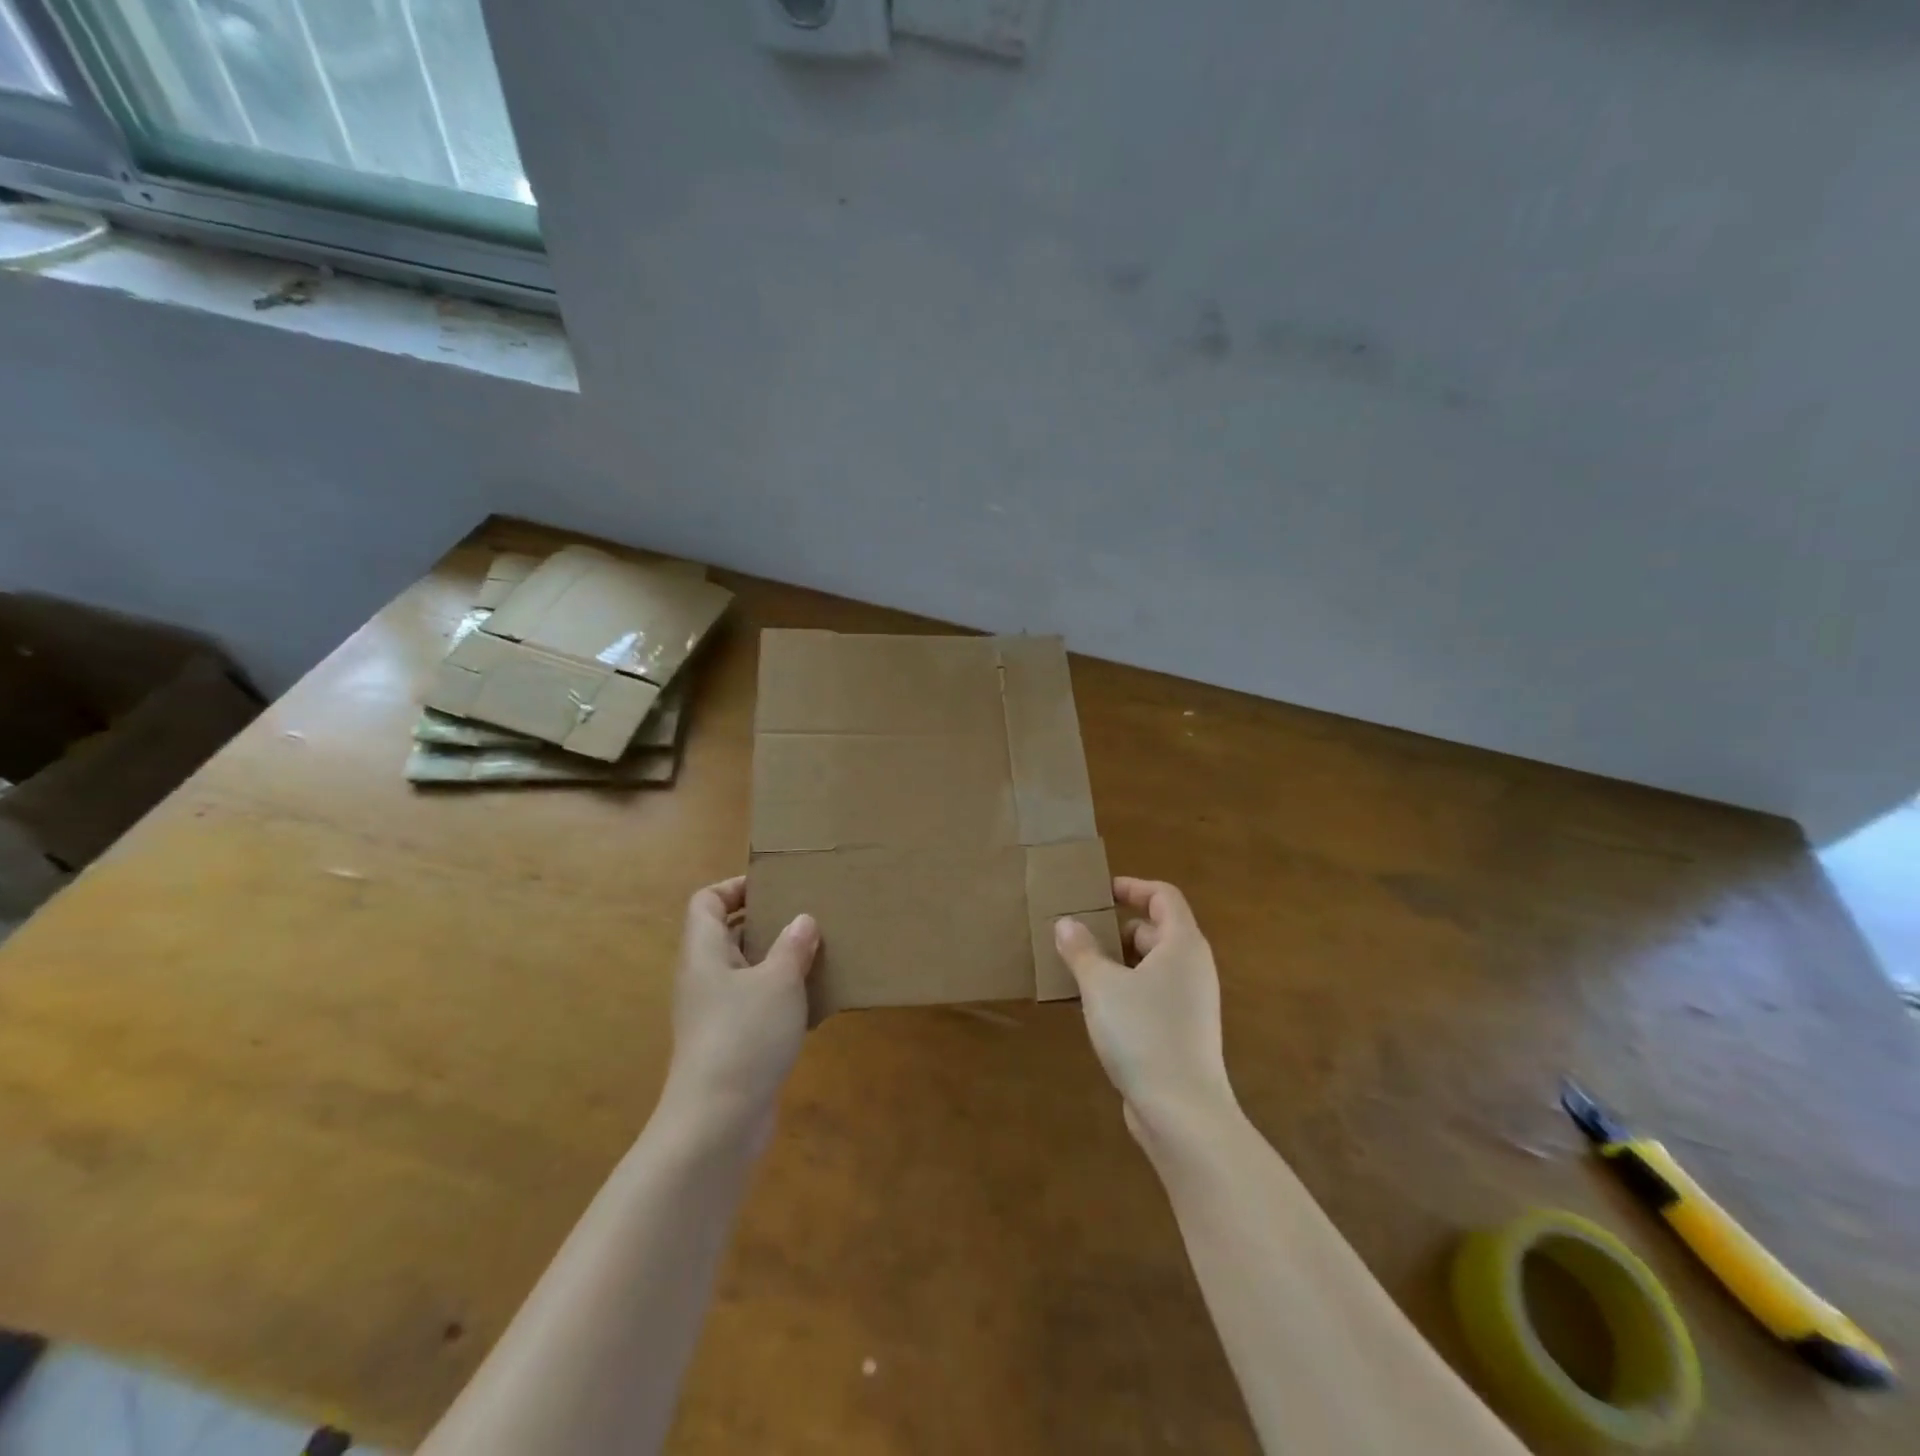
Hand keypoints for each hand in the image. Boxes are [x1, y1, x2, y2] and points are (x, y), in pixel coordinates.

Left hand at [662, 876, 818, 1133]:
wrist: (717, 1122)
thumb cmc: (744, 1036)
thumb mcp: (779, 982)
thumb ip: (793, 946)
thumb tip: (803, 920)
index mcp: (704, 953)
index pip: (706, 902)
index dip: (734, 887)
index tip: (774, 888)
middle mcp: (703, 978)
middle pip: (726, 935)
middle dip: (766, 923)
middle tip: (806, 916)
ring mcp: (714, 1014)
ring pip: (745, 972)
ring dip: (777, 962)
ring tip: (817, 953)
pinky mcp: (730, 1043)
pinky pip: (755, 1005)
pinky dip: (781, 997)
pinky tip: (814, 1002)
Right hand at [1055, 878, 1237, 1148]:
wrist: (1182, 1112)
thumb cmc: (1143, 1033)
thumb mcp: (1101, 986)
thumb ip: (1081, 950)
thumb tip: (1066, 923)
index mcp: (1182, 944)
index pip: (1164, 896)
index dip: (1132, 887)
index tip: (1100, 892)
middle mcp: (1193, 967)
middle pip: (1157, 930)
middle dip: (1117, 928)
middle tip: (1080, 934)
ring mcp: (1192, 1002)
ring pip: (1153, 966)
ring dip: (1118, 962)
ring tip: (1081, 970)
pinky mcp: (1184, 1032)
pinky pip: (1153, 994)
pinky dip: (1128, 990)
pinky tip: (1097, 1008)